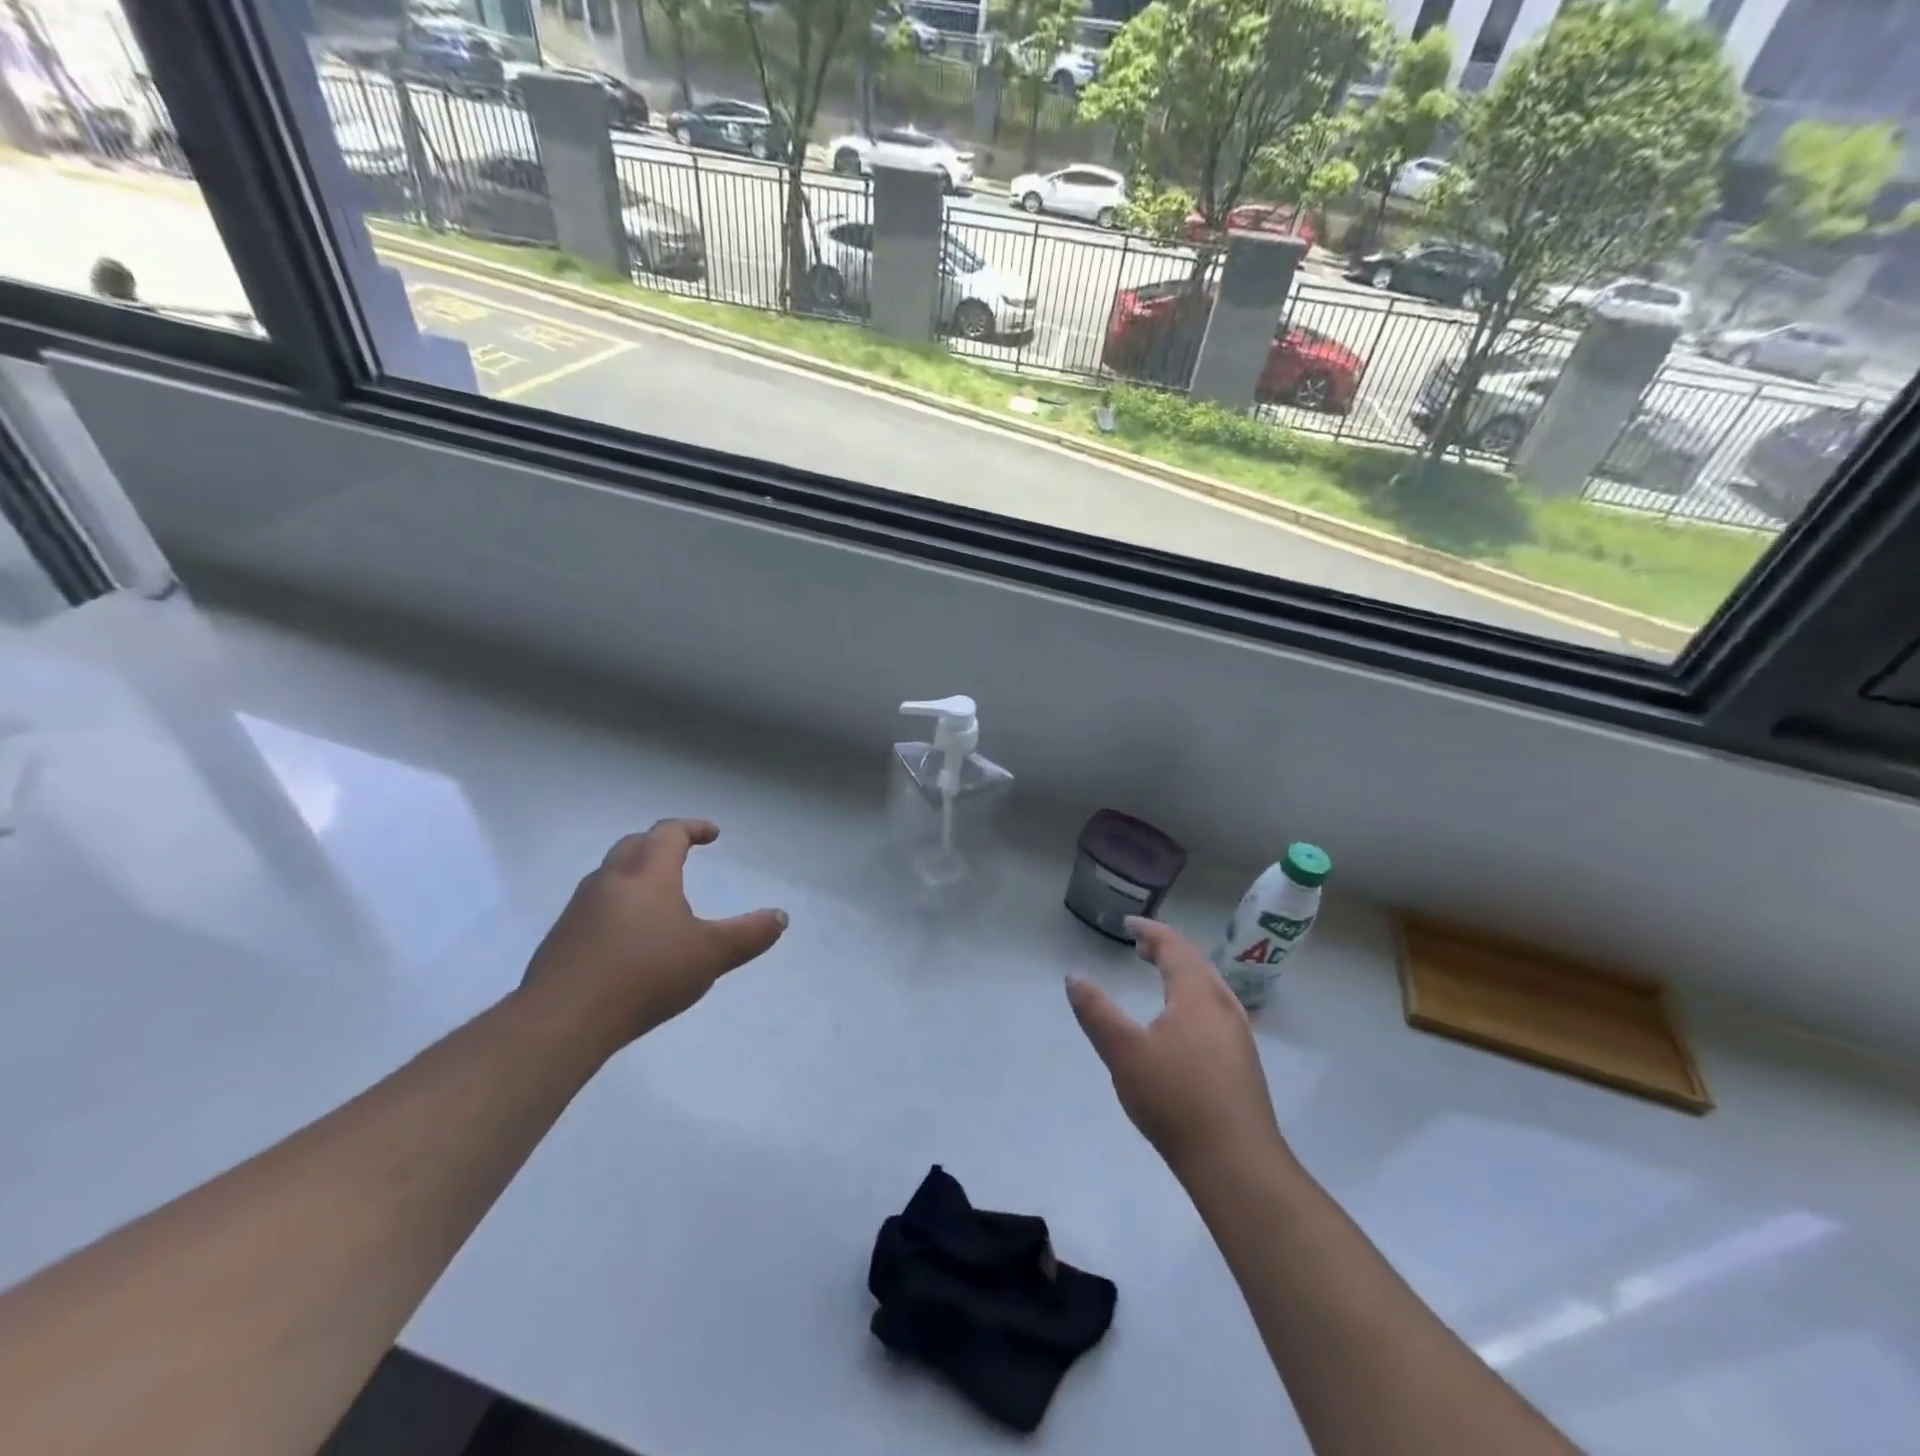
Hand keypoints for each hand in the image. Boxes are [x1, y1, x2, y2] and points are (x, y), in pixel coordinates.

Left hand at [521, 820, 787, 1048]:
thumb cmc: (645, 974)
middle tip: (682, 854)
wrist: (563, 1019)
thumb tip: (780, 917)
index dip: (693, 828)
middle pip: (634, 845)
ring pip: (611, 875)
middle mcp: (610, 880)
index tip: (712, 834)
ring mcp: (580, 909)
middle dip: (660, 843)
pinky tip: (628, 936)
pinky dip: (618, 904)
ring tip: (658, 896)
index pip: (669, 833)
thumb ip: (749, 934)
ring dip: (636, 873)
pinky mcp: (562, 938)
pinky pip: (595, 906)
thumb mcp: (711, 955)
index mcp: (647, 874)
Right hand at [1066, 917, 1286, 1181]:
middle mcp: (1223, 1006)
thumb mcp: (1124, 1053)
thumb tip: (1073, 976)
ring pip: (1209, 988)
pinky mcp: (1243, 1063)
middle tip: (1141, 945)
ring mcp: (1238, 1035)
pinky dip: (1193, 997)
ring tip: (1160, 975)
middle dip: (1167, 949)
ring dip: (1182, 973)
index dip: (1150, 931)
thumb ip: (1096, 1012)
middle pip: (1196, 963)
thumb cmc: (1176, 1099)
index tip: (1128, 923)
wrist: (1237, 1163)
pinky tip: (1183, 1023)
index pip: (1174, 947)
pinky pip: (1215, 1010)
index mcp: (1197, 995)